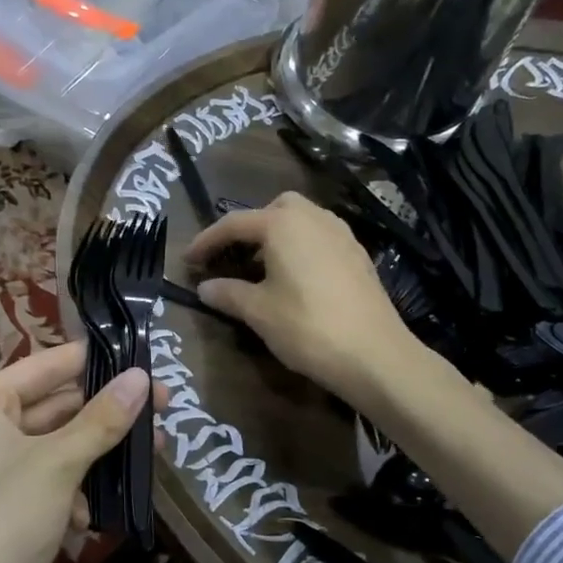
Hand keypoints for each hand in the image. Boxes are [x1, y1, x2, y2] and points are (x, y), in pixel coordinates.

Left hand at [0, 342, 156, 562]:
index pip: (44, 366)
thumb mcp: (59, 462)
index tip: (137, 355)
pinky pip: (52, 474)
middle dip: (106, 411)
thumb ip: (102, 418)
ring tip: (153, 451)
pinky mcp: (10, 498)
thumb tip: (142, 377)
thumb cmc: (9, 514)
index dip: (92, 360)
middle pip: (56, 405)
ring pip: (60, 442)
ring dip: (100, 451)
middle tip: (160, 405)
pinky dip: (77, 486)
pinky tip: (97, 510)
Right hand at [185, 192, 420, 403]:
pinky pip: (321, 238)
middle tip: (234, 256)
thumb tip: (204, 287)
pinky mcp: (359, 256)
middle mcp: (314, 218)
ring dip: (278, 236)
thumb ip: (227, 293)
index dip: (206, 241)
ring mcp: (342, 234)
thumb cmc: (306, 327)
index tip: (188, 260)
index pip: (234, 224)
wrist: (374, 354)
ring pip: (302, 220)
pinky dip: (301, 248)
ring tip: (263, 269)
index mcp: (282, 224)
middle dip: (250, 227)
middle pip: (274, 208)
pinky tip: (297, 280)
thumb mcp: (258, 312)